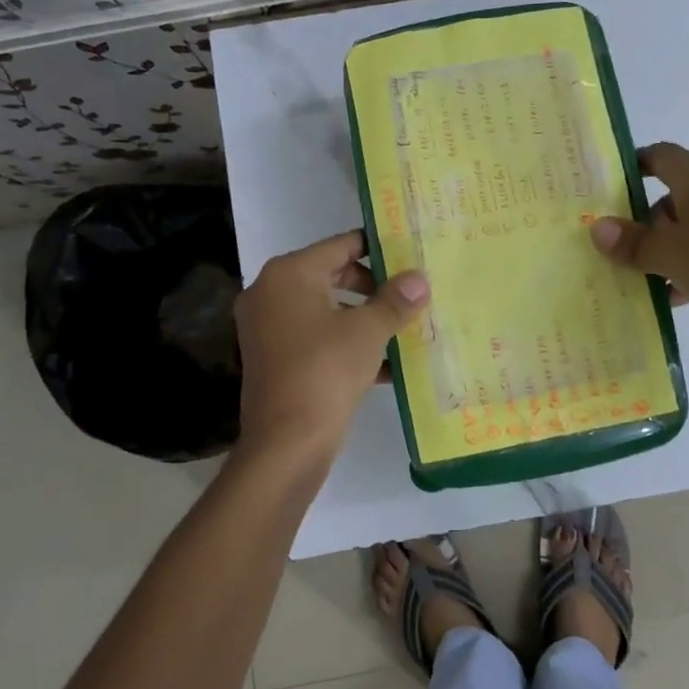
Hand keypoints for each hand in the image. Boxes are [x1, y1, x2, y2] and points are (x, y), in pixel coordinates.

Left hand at [234, 230, 429, 459]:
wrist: (286, 443)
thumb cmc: (326, 371)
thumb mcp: (368, 332)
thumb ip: (395, 301)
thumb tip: (420, 280)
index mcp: (289, 274)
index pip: (340, 245)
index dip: (378, 248)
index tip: (410, 253)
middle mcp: (271, 294)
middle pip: (332, 276)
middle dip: (374, 287)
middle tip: (411, 293)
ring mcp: (268, 329)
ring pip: (327, 310)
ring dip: (365, 318)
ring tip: (406, 326)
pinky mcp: (275, 359)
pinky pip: (318, 339)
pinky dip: (348, 344)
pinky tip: (389, 365)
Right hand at [590, 142, 688, 331]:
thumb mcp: (668, 255)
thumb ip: (631, 243)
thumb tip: (597, 228)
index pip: (664, 155)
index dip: (638, 164)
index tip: (616, 184)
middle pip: (683, 191)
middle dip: (656, 218)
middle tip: (635, 246)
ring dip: (679, 243)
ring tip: (658, 276)